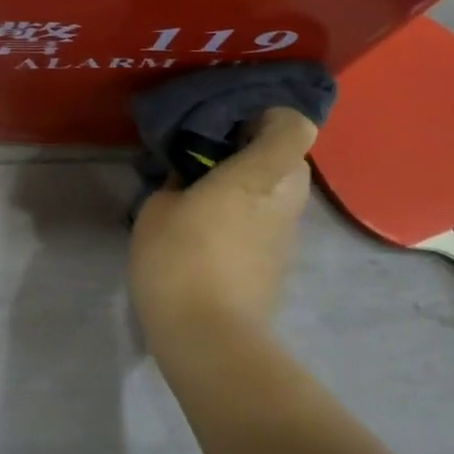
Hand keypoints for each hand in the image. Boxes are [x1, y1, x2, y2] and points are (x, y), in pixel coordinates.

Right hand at [129, 109, 318, 353]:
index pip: (294, 124)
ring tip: (206, 191)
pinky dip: (249, 213)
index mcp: (259, 173)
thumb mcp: (159, 207)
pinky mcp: (280, 262)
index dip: (269, 113)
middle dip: (255, 147)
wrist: (210, 339)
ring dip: (252, 181)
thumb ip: (179, 179)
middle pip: (289, 156)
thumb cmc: (180, 259)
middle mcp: (285, 198)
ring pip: (280, 189)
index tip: (231, 120)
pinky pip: (271, 219)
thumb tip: (191, 174)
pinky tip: (211, 229)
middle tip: (211, 154)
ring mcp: (287, 234)